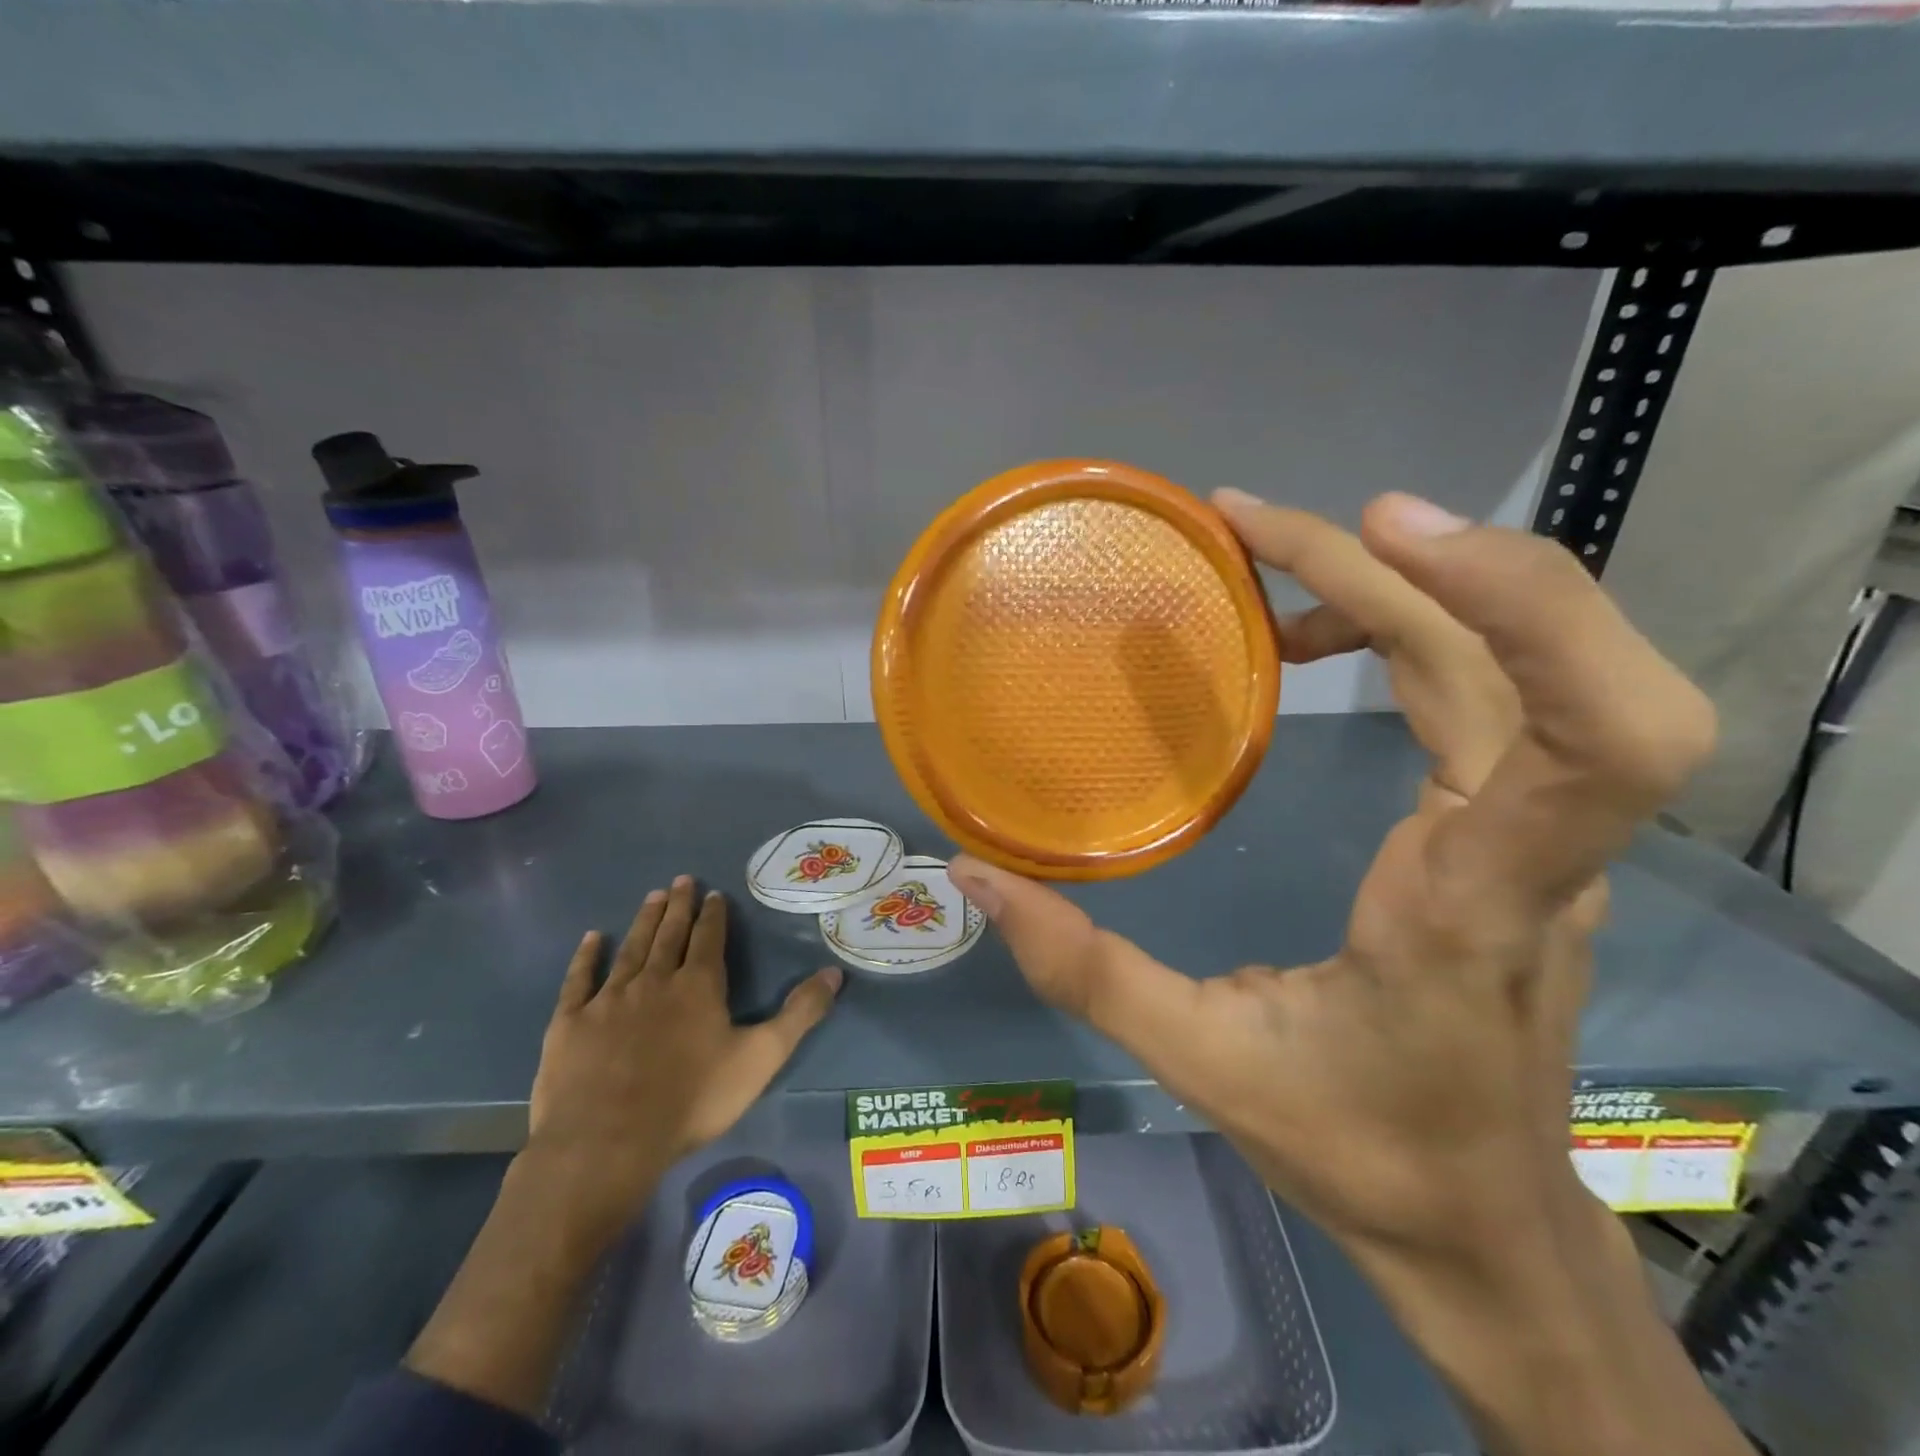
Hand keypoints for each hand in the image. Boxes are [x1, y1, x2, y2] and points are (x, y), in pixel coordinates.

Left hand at [525, 876, 842, 1250]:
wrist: (607, 1142)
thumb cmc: (692, 1100)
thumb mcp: (761, 1058)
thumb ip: (799, 1014)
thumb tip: (835, 973)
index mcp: (699, 986)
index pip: (709, 939)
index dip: (713, 915)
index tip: (713, 893)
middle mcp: (655, 980)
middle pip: (669, 935)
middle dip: (678, 906)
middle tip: (680, 880)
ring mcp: (609, 999)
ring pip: (631, 949)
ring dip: (644, 921)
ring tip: (652, 896)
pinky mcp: (570, 1022)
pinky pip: (580, 980)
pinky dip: (586, 957)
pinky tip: (592, 938)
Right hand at [948, 491, 1716, 1285]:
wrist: (1480, 1216)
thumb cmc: (1357, 1147)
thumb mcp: (1200, 1061)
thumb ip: (1081, 969)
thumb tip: (973, 877)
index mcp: (1469, 905)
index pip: (1591, 740)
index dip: (1519, 606)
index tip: (1381, 531)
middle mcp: (1531, 851)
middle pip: (1535, 657)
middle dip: (1409, 560)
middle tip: (1255, 521)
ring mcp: (1538, 834)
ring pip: (1520, 659)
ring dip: (1401, 582)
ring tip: (1268, 559)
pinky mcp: (1520, 827)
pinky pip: (1494, 687)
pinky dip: (1409, 626)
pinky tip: (1316, 640)